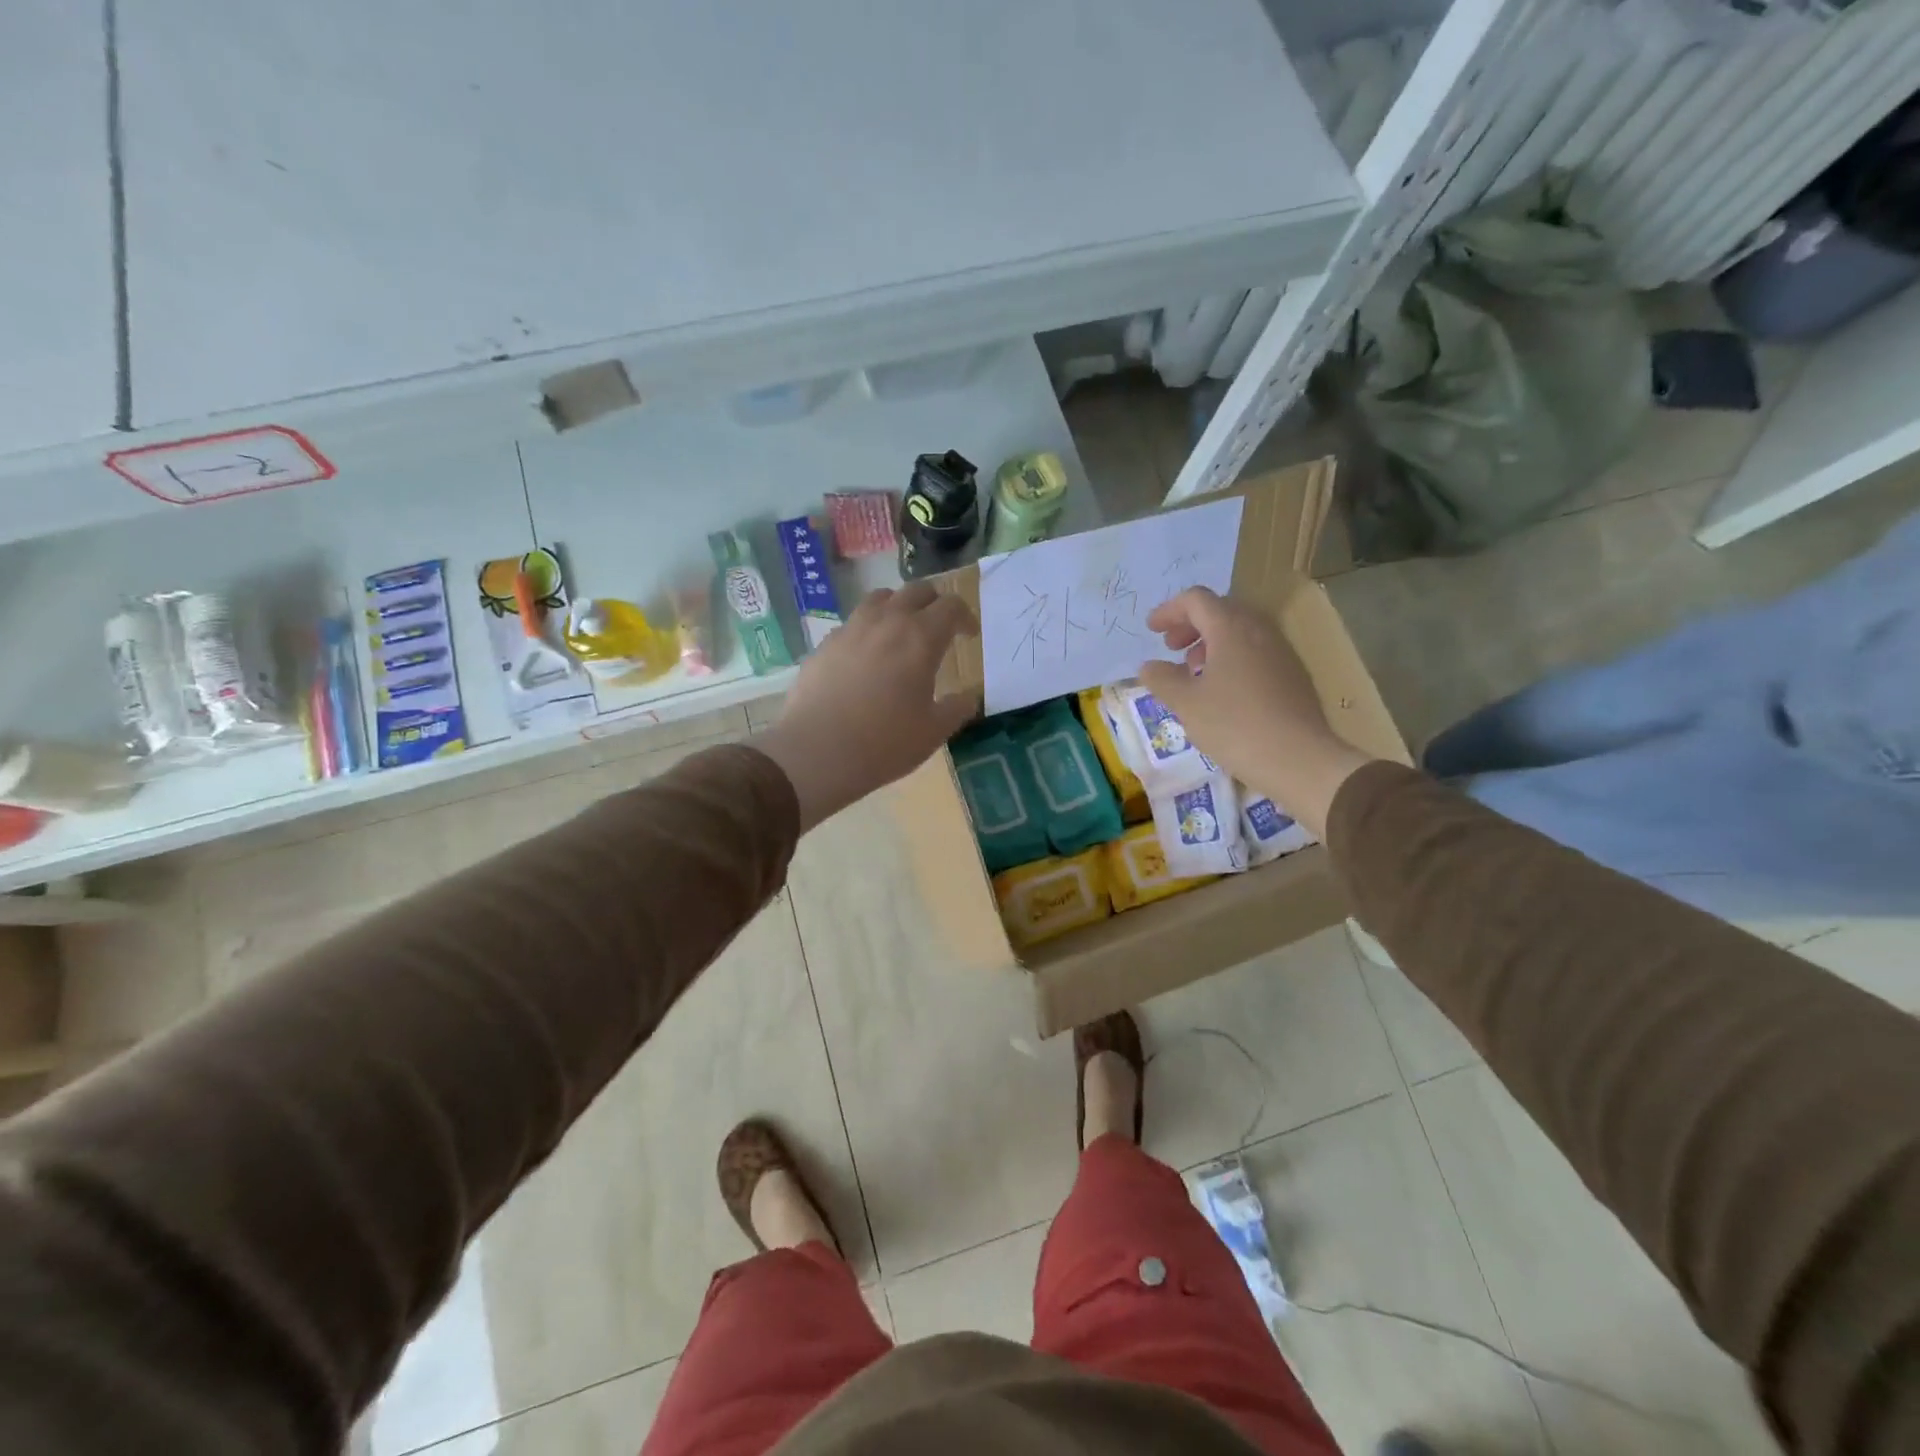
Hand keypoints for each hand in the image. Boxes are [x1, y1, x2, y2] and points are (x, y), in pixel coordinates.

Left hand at [754, 582, 979, 830]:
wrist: (817, 752)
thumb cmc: (885, 742)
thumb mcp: (934, 732)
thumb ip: (957, 708)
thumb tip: (968, 698)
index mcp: (920, 638)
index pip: (951, 607)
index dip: (965, 617)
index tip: (968, 635)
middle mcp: (886, 622)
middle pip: (916, 591)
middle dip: (934, 603)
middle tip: (939, 626)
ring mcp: (851, 629)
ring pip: (880, 598)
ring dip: (898, 607)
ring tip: (901, 631)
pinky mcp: (825, 644)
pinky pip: (853, 623)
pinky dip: (868, 629)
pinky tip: (866, 656)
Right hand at [1137, 588, 1370, 837]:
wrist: (1299, 759)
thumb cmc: (1234, 725)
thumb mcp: (1186, 703)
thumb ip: (1162, 679)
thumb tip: (1149, 666)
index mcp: (1231, 628)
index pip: (1196, 600)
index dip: (1169, 610)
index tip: (1151, 630)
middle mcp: (1259, 630)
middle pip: (1221, 610)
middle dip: (1191, 625)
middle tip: (1171, 648)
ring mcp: (1281, 651)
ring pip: (1241, 631)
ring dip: (1212, 642)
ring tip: (1194, 672)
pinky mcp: (1294, 674)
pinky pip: (1256, 651)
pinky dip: (1232, 658)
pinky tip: (1223, 690)